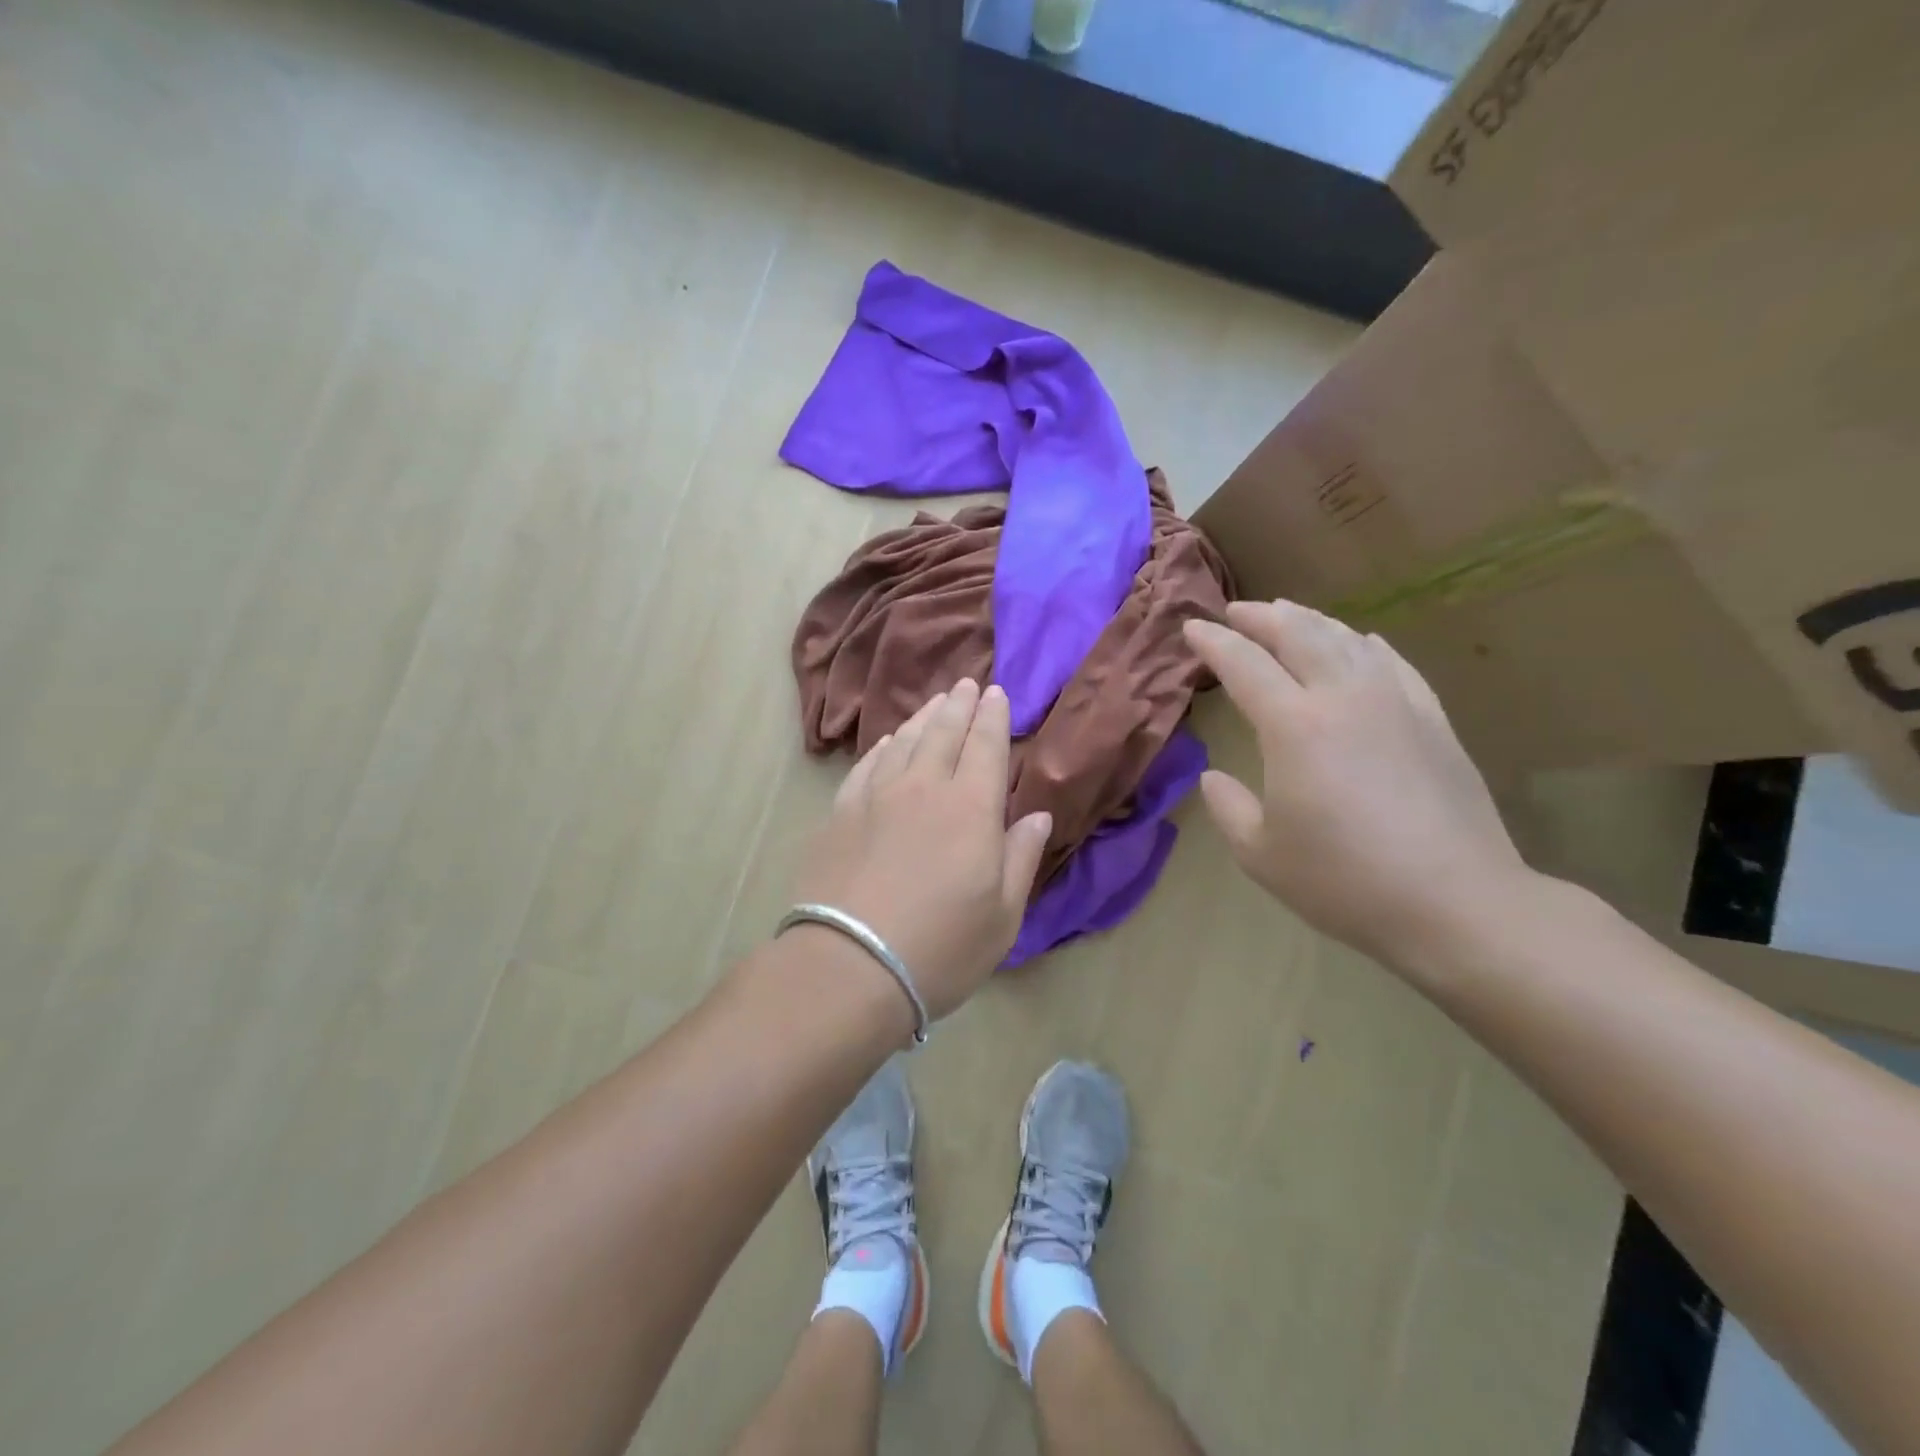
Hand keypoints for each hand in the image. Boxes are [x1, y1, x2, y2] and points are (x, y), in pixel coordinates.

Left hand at [791, 678, 1052, 1021]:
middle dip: (959, 705)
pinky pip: (867, 764)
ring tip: (935, 703)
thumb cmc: (940, 948)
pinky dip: (883, 746)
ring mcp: (876, 796)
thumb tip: (1036, 815)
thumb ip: (1021, 858)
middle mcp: (924, 788)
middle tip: (967, 683)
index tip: (997, 693)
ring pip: (904, 741)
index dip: (993, 716)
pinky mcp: (840, 812)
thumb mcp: (1003, 916)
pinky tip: (887, 743)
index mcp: (971, 808)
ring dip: (923, 717)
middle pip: (944, 732)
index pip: (986, 746)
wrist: (849, 965)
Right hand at [1184, 601, 1531, 971]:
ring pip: (1347, 638)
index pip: (1244, 665)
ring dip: (1311, 621)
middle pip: (1298, 634)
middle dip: (1261, 616)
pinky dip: (1367, 644)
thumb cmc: (1344, 881)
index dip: (1214, 643)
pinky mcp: (1433, 719)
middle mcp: (1343, 697)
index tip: (1192, 628)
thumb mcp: (1260, 855)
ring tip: (1288, 615)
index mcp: (1293, 726)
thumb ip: (1227, 807)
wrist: (1456, 902)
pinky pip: (1393, 663)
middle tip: (1237, 612)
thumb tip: (1214, 777)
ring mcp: (1395, 703)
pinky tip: (1362, 642)